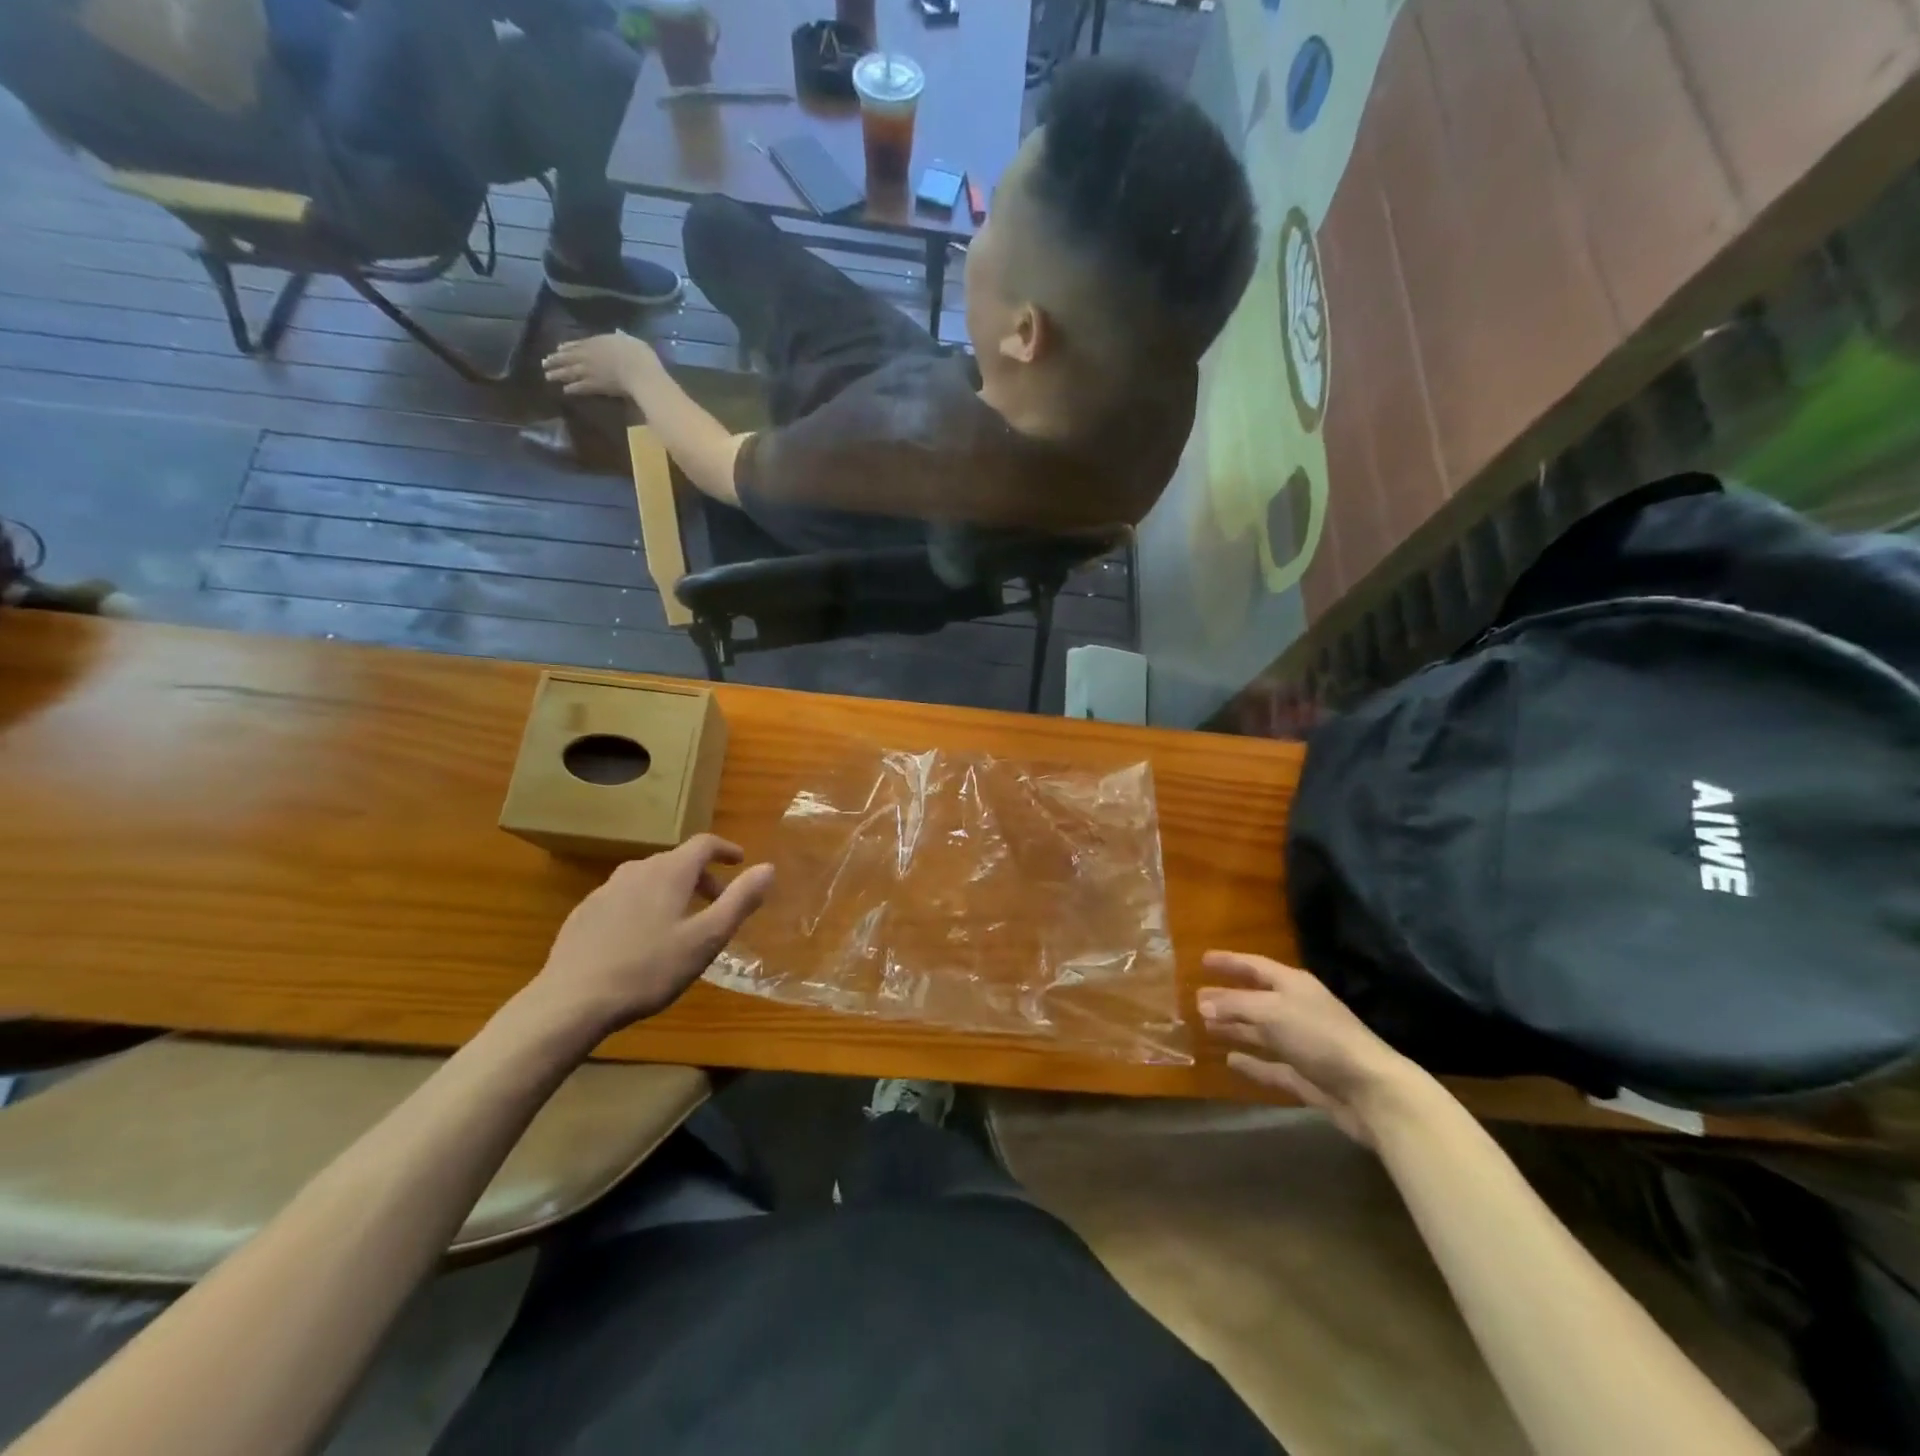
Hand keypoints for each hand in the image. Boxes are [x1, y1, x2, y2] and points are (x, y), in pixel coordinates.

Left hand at [521, 836, 773, 1042]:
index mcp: (670, 872)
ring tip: (681, 921)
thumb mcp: (707, 938)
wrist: (572, 1001)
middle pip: (676, 861)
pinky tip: (641, 938)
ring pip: (649, 878)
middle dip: (702, 876)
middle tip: (716, 902)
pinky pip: (625, 897)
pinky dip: (644, 904)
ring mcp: (606, 890)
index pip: (704, 844)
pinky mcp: (585, 913)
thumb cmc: (649, 969)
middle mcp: (637, 870)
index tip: (740, 861)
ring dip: (672, 890)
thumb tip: (767, 868)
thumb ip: (739, 900)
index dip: (725, 849)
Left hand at [542, 331, 660, 397]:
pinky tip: (565, 391)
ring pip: (568, 372)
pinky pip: (579, 387)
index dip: (566, 347)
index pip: (576, 344)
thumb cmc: (637, 354)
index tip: (558, 349)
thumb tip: (618, 333)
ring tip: (548, 376)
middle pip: (567, 357)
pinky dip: (571, 389)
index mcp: (595, 342)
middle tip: (544, 363)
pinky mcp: (594, 386)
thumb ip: (620, 337)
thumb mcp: (629, 339)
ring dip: (557, 374)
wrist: (638, 372)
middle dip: (555, 360)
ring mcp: (588, 371)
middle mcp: (587, 355)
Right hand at [1197, 951, 1424, 1144]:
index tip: (1203, 959)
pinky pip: (1269, 1065)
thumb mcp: (1272, 1012)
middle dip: (1227, 998)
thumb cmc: (1320, 1037)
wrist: (1370, 1090)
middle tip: (1196, 998)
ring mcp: (1300, 1044)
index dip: (1229, 962)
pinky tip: (1230, 1061)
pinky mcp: (1304, 1075)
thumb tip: (1202, 1003)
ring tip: (1206, 1027)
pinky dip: (1251, 1063)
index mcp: (1292, 986)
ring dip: (1235, 1028)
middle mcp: (1296, 1010)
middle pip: (1255, 999)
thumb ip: (1235, 1005)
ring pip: (1260, 1031)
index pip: (1254, 966)